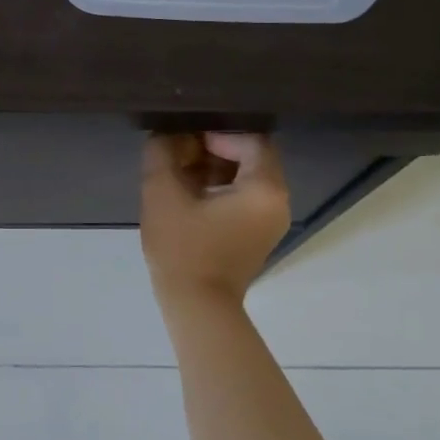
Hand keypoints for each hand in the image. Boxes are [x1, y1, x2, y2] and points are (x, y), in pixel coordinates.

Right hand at [140, 132, 289, 305]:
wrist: (196, 308)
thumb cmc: (183, 248)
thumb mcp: (162, 193)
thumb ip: (162, 153)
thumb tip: (164, 134)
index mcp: (265, 188)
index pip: (250, 139)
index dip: (216, 132)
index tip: (184, 138)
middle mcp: (277, 201)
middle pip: (250, 156)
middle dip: (212, 148)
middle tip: (177, 151)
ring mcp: (269, 220)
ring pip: (245, 176)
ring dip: (213, 167)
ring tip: (178, 171)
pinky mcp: (256, 234)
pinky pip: (242, 197)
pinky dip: (218, 188)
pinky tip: (187, 192)